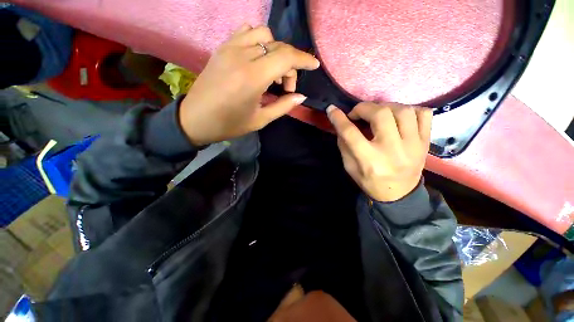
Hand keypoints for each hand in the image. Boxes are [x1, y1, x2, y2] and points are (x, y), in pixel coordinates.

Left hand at [179, 24, 319, 145]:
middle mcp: (242, 56)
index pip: (286, 57)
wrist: (195, 119)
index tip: (314, 65)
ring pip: (263, 34)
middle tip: (287, 87)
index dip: (304, 59)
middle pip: (278, 46)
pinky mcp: (222, 48)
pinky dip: (259, 41)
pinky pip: (246, 32)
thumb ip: (283, 106)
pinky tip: (258, 59)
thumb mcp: (260, 120)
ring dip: (275, 51)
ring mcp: (230, 48)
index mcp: (253, 77)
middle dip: (290, 64)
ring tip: (272, 72)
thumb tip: (301, 96)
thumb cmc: (229, 124)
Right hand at [327, 102, 432, 201]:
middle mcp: (392, 150)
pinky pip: (424, 114)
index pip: (351, 133)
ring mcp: (413, 145)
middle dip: (364, 108)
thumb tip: (342, 124)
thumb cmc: (369, 182)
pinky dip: (410, 110)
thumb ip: (344, 145)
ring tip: (377, 113)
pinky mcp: (425, 142)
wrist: (399, 195)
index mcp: (369, 160)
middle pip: (380, 115)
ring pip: (403, 110)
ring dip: (385, 107)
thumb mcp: (349, 167)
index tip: (331, 110)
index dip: (338, 118)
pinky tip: (398, 117)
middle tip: (357, 113)